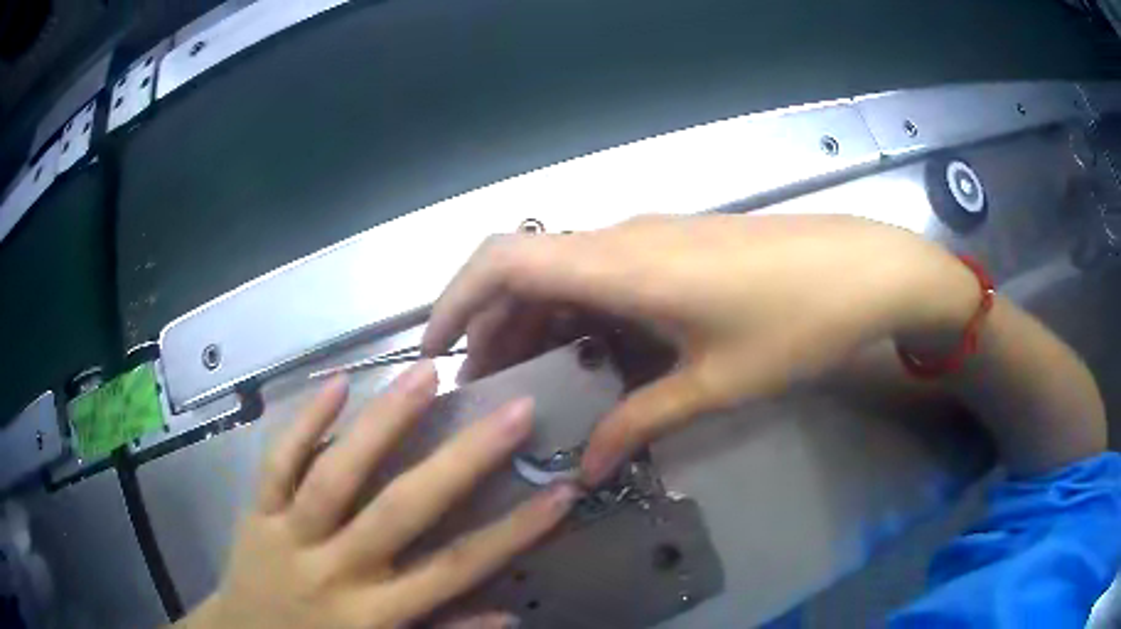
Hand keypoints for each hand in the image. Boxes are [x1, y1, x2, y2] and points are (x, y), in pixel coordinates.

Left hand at [179, 362, 578, 628]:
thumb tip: (509, 614)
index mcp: (373, 614)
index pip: (456, 569)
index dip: (514, 532)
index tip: (562, 492)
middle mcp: (334, 569)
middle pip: (401, 510)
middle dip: (463, 460)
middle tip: (513, 410)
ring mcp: (289, 534)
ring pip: (336, 474)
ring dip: (383, 423)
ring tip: (427, 374)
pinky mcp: (256, 511)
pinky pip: (277, 464)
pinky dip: (303, 423)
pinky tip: (337, 383)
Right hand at [422, 214, 977, 483]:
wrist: (862, 270)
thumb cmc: (794, 323)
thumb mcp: (714, 385)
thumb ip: (640, 424)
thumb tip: (585, 471)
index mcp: (621, 265)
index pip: (502, 261)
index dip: (453, 301)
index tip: (432, 352)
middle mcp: (622, 239)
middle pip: (525, 271)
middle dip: (492, 328)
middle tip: (488, 392)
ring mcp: (651, 237)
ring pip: (564, 274)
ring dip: (536, 324)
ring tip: (533, 383)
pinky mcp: (676, 246)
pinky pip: (604, 276)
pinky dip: (579, 315)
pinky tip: (594, 358)